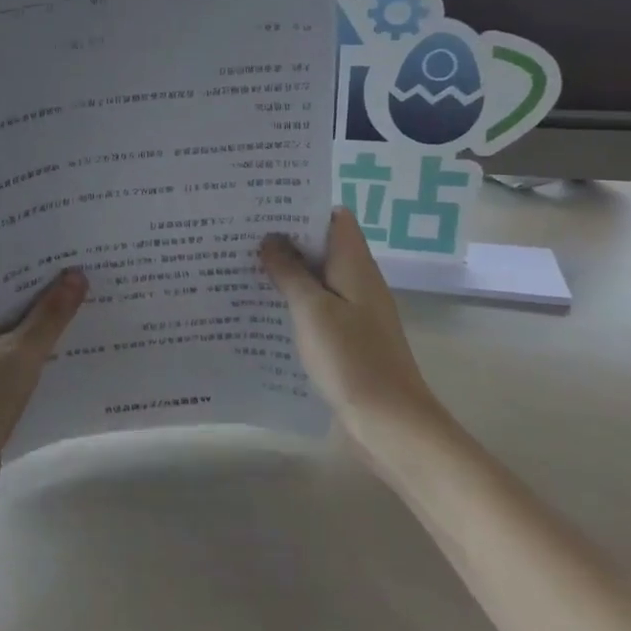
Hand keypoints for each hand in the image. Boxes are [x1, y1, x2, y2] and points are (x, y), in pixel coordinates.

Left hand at [0, 269, 88, 509]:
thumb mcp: (21, 354)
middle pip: (13, 308)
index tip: (80, 267)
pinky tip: (71, 358)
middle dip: (50, 303)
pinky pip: (15, 361)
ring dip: (47, 333)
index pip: (7, 283)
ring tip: (91, 320)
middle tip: (93, 291)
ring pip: (17, 336)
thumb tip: (76, 275)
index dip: (42, 276)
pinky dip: (38, 358)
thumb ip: (50, 315)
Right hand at [259, 208, 451, 470]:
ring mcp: (354, 312)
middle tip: (241, 235)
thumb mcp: (312, 310)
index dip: (302, 208)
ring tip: (242, 266)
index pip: (334, 219)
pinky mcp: (346, 339)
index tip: (264, 207)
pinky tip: (262, 309)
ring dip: (286, 272)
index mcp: (355, 266)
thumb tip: (271, 239)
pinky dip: (293, 302)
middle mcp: (358, 282)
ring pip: (317, 279)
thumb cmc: (351, 359)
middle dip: (286, 239)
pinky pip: (317, 308)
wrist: (389, 423)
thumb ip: (290, 272)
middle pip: (322, 247)